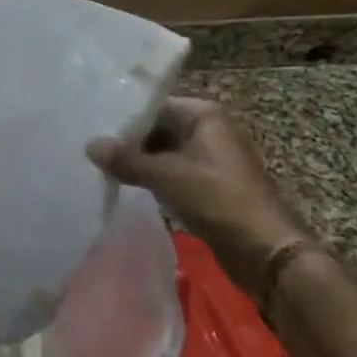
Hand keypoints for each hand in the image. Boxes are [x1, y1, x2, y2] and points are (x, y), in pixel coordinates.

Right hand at [87, 97, 312, 302]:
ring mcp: (210, 159)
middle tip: (90, 148)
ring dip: (138, 162)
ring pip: (163, 152)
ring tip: (100, 166)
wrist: (265, 252)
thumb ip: (126, 159)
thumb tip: (90, 145)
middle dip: (127, 141)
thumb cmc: (218, 200)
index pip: (153, 105)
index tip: (92, 127)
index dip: (123, 117)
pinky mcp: (209, 185)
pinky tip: (125, 185)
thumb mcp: (167, 176)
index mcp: (203, 115)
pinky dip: (151, 178)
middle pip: (157, 128)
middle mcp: (208, 130)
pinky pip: (172, 173)